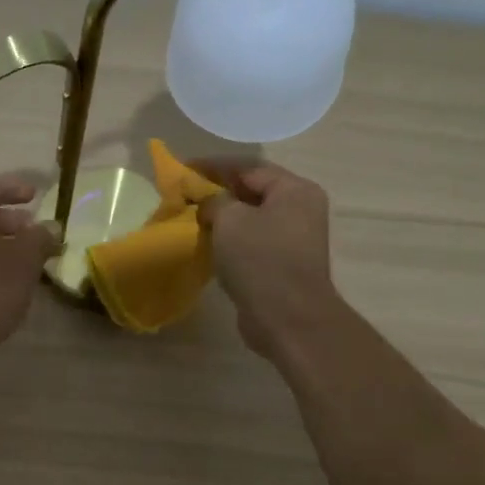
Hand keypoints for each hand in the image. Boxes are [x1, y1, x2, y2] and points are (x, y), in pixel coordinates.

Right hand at [196, 161, 338, 358]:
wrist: (288, 318)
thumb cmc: (260, 259)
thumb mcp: (230, 219)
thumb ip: (214, 201)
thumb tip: (208, 202)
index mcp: (295, 190)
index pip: (249, 167)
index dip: (214, 166)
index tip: (183, 168)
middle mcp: (300, 210)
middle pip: (252, 192)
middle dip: (218, 192)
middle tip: (185, 195)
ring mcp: (295, 240)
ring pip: (251, 219)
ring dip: (223, 218)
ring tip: (193, 219)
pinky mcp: (283, 265)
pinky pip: (253, 243)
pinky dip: (231, 240)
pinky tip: (209, 245)